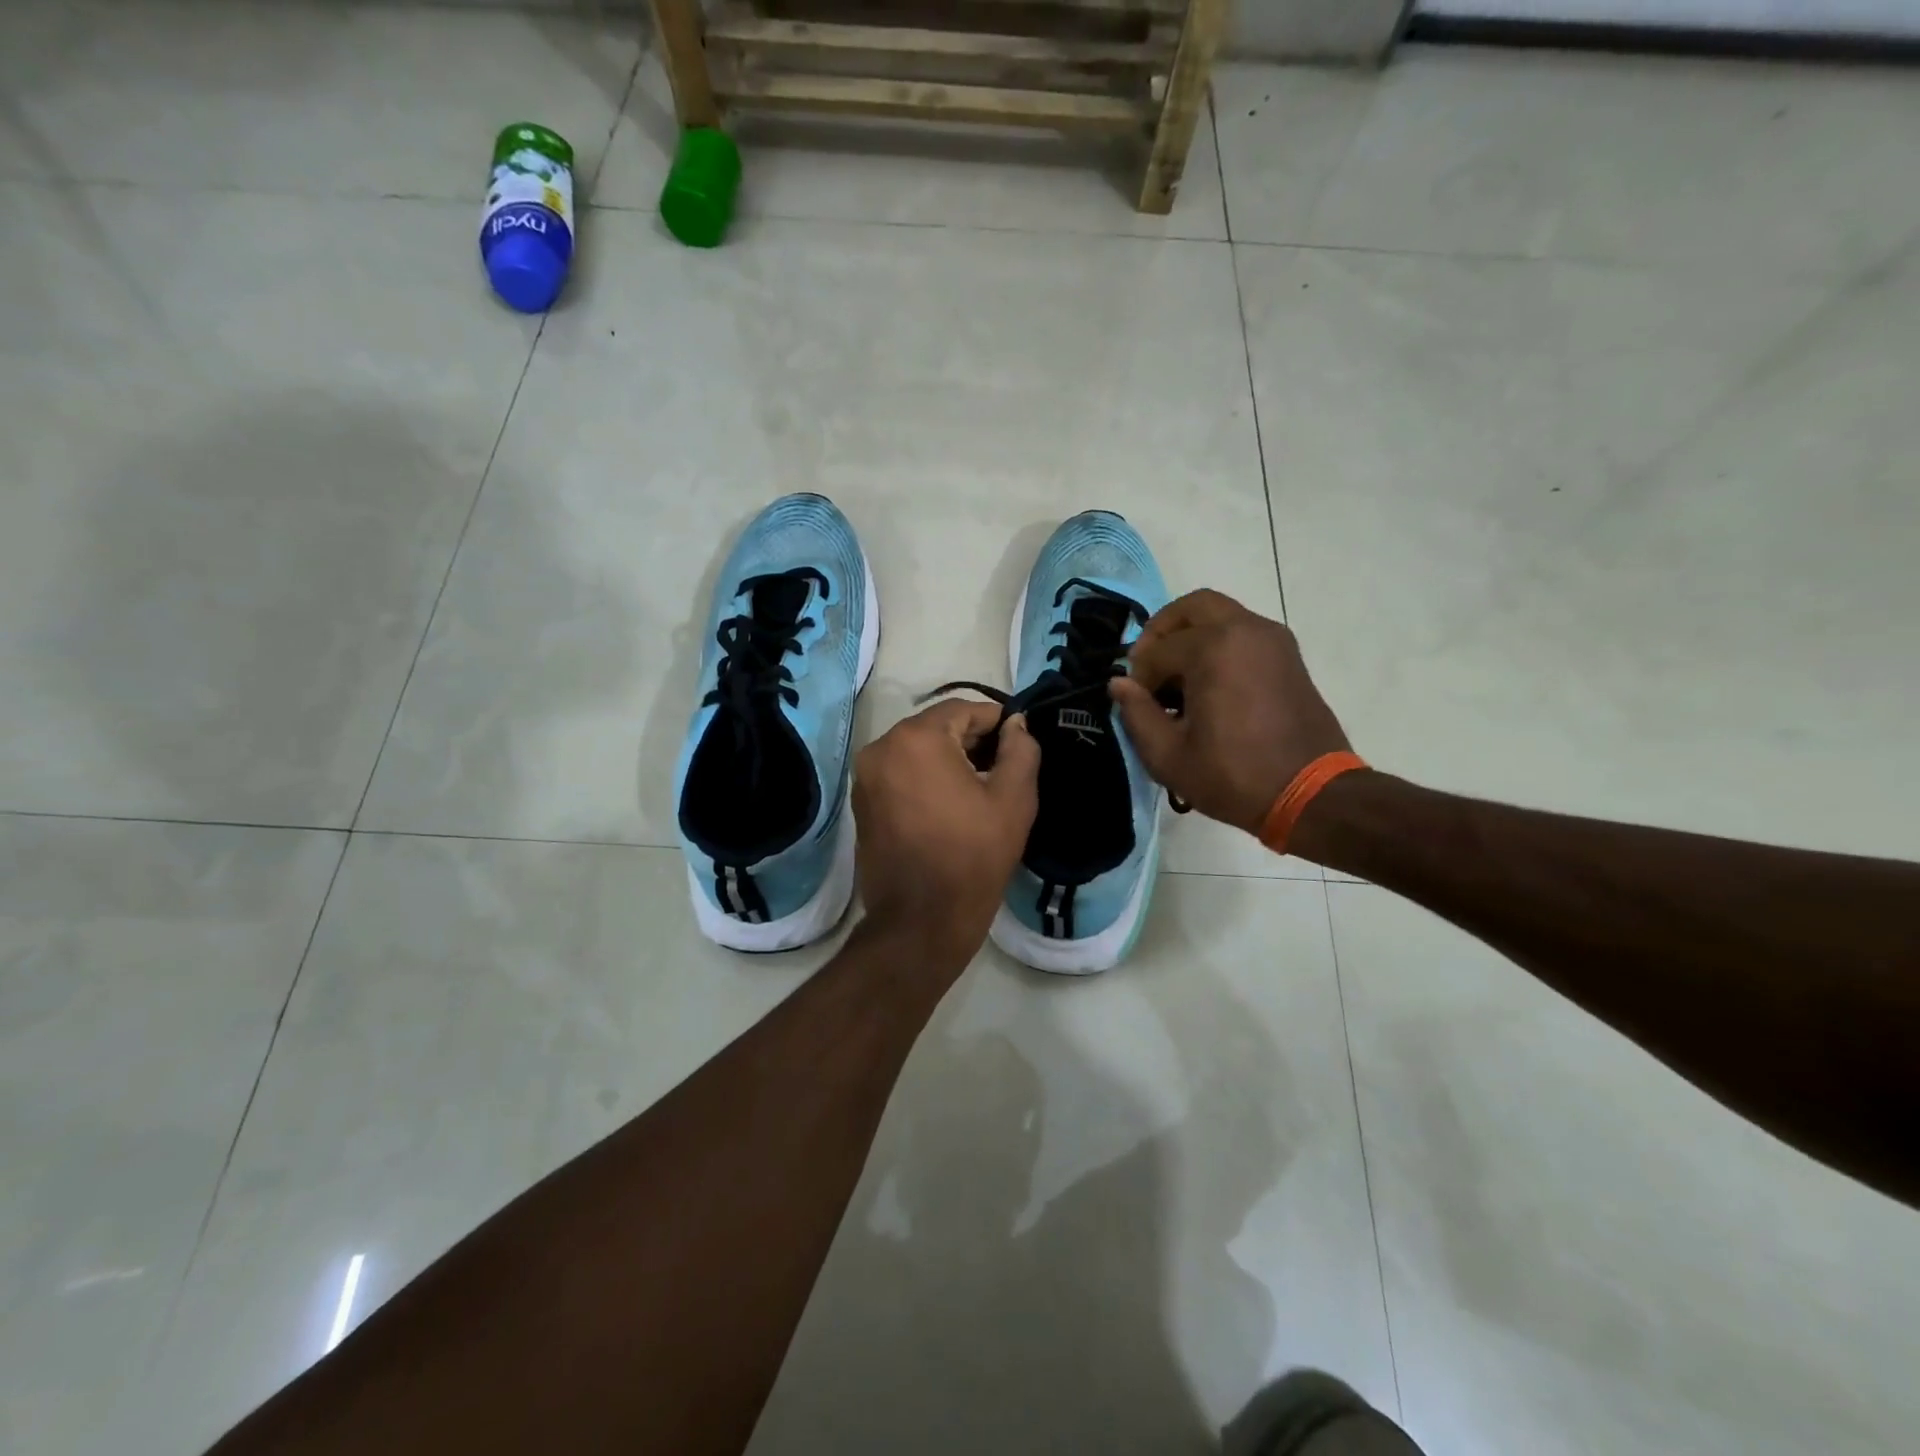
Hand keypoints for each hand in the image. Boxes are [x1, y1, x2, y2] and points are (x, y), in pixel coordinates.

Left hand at [853, 701, 1039, 972]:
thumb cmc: (972, 857)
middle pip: (937, 727)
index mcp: (916, 738)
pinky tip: (950, 806)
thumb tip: (1016, 724)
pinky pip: (900, 774)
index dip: (997, 722)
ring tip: (979, 791)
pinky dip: (925, 778)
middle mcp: (881, 748)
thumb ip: (1021, 750)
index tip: (1019, 743)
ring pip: (917, 750)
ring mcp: (866, 777)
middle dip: (972, 741)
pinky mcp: (862, 803)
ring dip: (948, 760)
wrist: (920, 922)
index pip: (964, 709)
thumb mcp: (1013, 800)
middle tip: (1003, 770)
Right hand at [1109, 590, 1351, 839]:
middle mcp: (1245, 630)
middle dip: (1162, 632)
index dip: (1139, 679)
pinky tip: (1208, 685)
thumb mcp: (1169, 756)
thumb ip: (1136, 713)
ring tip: (1178, 679)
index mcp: (1213, 649)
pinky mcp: (1288, 655)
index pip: (1157, 651)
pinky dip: (1218, 644)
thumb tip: (1119, 684)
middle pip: (1191, 608)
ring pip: (1219, 615)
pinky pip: (1242, 632)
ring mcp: (1272, 639)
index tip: (1137, 706)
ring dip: (1190, 636)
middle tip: (1149, 667)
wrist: (1311, 794)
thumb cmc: (1233, 776)